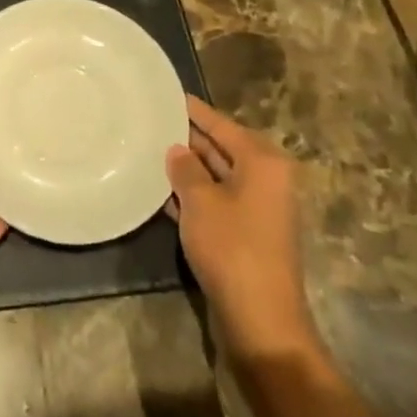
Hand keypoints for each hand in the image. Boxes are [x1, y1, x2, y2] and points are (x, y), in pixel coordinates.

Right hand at [165, 95, 311, 352]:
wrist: (261, 322)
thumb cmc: (232, 247)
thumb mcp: (200, 201)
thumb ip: (185, 168)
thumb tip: (177, 149)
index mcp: (263, 162)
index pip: (221, 124)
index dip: (193, 110)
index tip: (167, 94)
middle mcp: (267, 180)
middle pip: (222, 148)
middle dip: (189, 138)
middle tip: (152, 121)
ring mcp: (259, 210)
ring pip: (217, 176)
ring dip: (189, 168)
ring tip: (150, 150)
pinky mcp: (248, 235)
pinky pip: (217, 201)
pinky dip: (194, 194)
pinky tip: (162, 190)